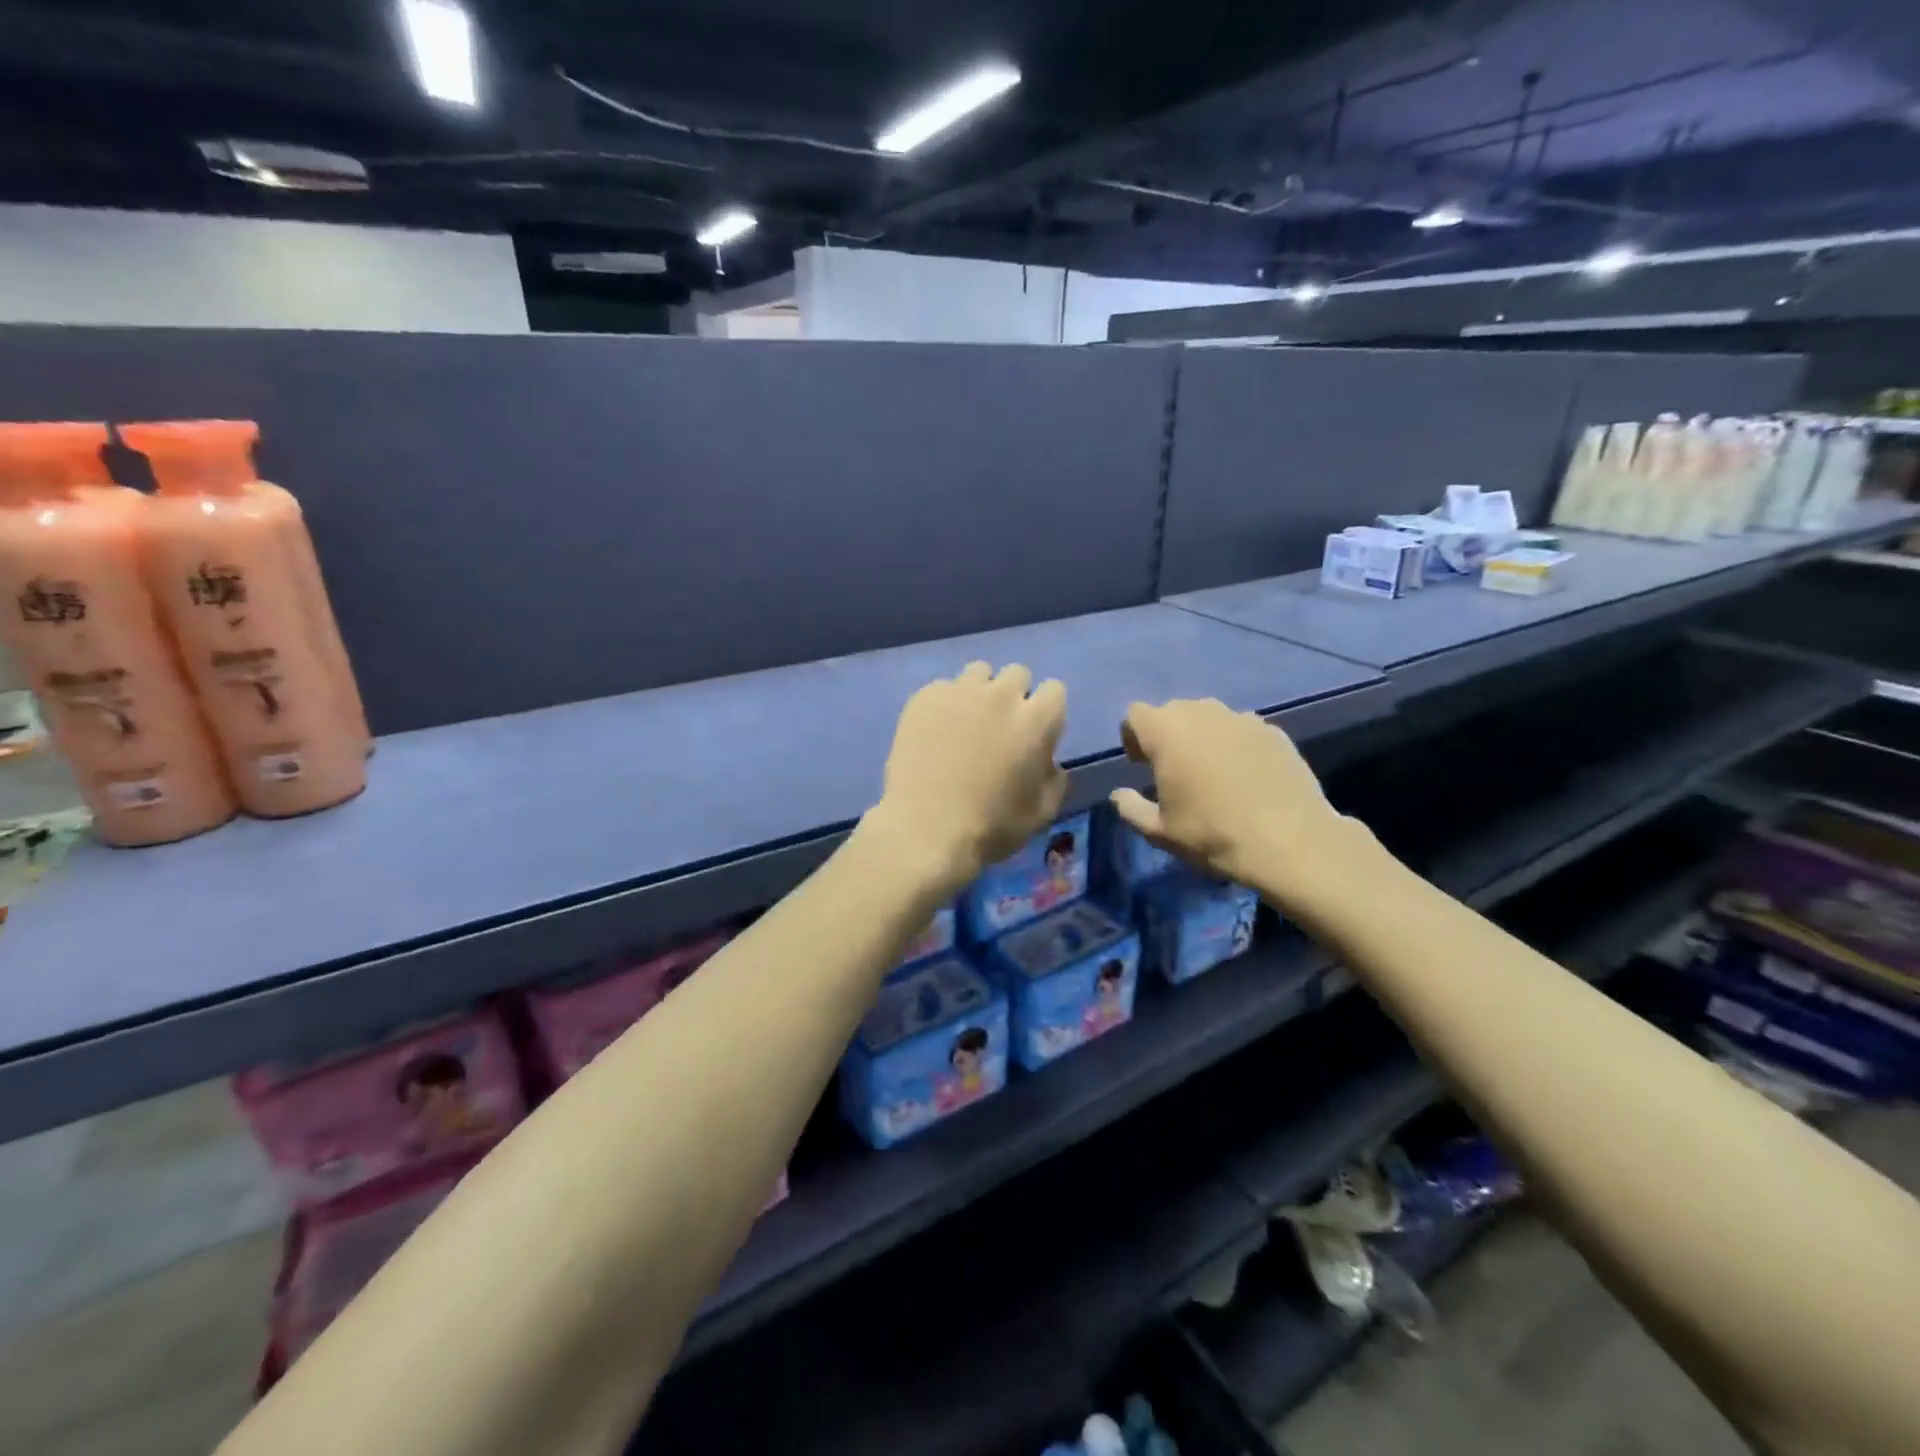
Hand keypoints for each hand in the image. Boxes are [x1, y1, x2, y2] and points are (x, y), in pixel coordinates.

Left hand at [872, 662, 1067, 895]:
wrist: (925, 830)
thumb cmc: (991, 827)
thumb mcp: (1042, 812)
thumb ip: (1053, 777)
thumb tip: (1047, 760)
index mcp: (1036, 720)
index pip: (1055, 689)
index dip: (1046, 711)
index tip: (1034, 733)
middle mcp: (1001, 695)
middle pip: (1017, 674)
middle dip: (1014, 695)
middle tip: (999, 727)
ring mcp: (959, 692)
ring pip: (978, 672)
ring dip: (979, 692)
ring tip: (965, 723)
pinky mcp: (924, 698)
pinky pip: (942, 688)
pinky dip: (944, 704)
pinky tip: (934, 732)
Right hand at [1109, 699, 1369, 914]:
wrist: (1290, 842)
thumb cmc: (1212, 834)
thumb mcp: (1159, 832)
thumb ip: (1131, 808)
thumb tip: (1120, 795)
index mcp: (1166, 732)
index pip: (1135, 714)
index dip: (1133, 737)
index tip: (1142, 765)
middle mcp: (1202, 713)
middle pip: (1173, 711)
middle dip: (1168, 734)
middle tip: (1175, 769)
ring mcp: (1241, 718)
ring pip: (1209, 717)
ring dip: (1202, 736)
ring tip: (1212, 770)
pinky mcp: (1273, 731)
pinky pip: (1241, 729)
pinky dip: (1235, 744)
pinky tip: (1245, 776)